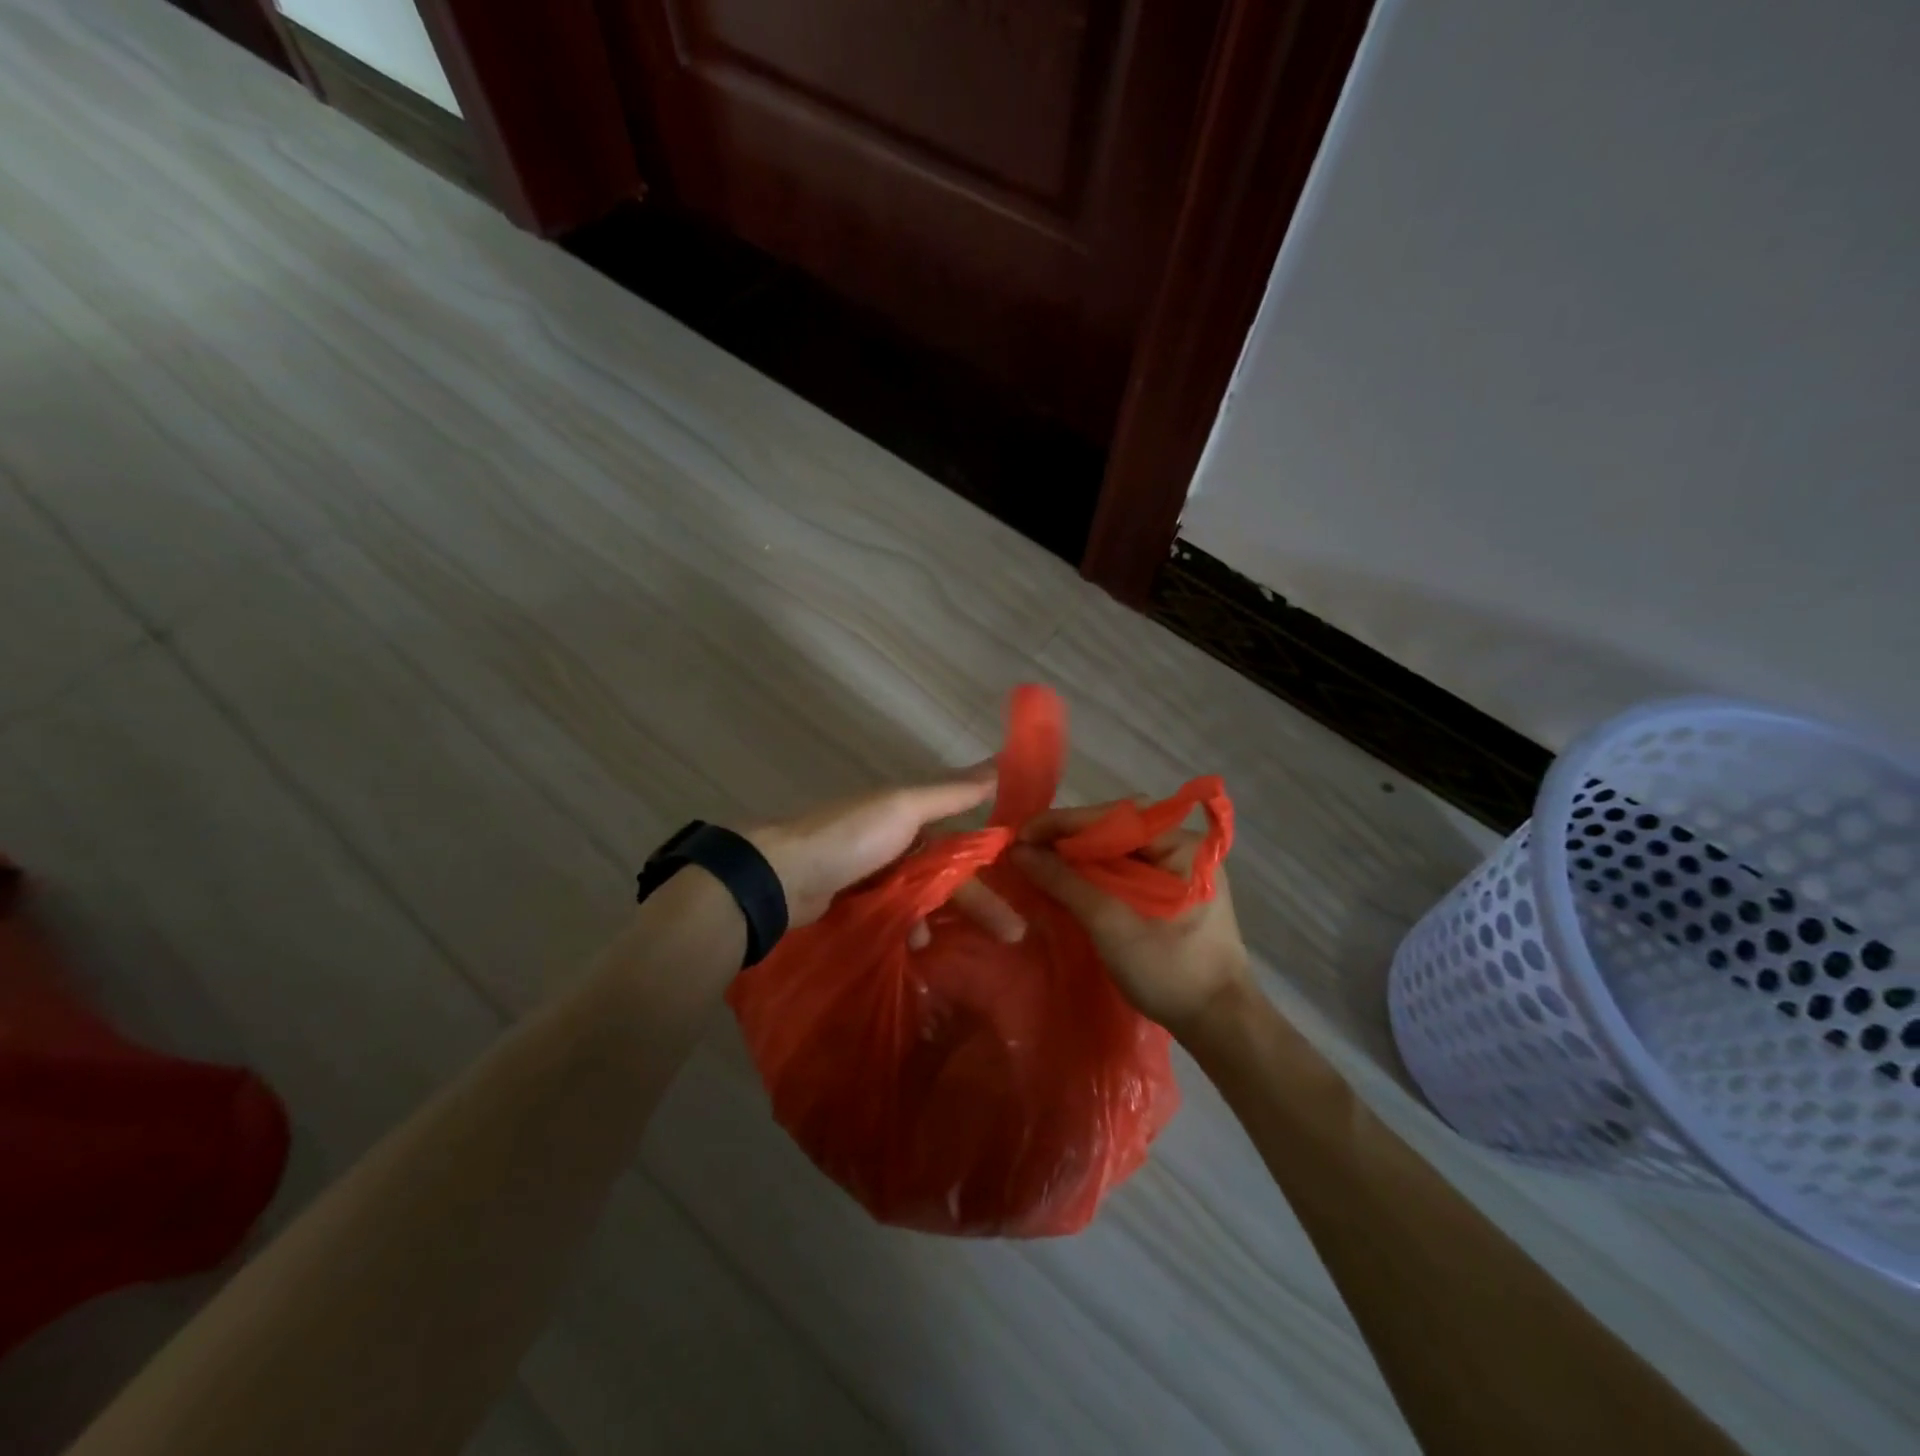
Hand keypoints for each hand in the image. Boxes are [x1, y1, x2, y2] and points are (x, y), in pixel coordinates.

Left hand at [744, 766, 1024, 943]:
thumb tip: (999, 761)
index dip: (991, 857)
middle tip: (1014, 934)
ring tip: (959, 946)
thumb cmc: (851, 837)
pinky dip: (908, 928)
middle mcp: (893, 838)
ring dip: (941, 918)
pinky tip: (917, 947)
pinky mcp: (854, 901)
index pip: (961, 835)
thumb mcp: (905, 807)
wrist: (781, 877)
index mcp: (907, 812)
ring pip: (922, 896)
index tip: (1023, 881)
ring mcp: (872, 871)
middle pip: (947, 872)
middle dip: (978, 901)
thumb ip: (951, 792)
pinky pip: (896, 913)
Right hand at [1009, 801, 1250, 1038]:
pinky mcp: (1172, 896)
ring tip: (1039, 860)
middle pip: (1118, 829)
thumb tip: (1019, 851)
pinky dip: (1094, 874)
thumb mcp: (1111, 925)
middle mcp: (1184, 850)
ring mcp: (1180, 873)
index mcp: (1183, 846)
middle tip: (1028, 847)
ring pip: (1119, 851)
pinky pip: (1126, 871)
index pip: (1117, 817)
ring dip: (1079, 856)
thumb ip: (1066, 883)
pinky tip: (1066, 881)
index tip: (1023, 833)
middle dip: (1070, 837)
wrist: (1219, 1027)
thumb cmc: (1170, 971)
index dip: (1065, 823)